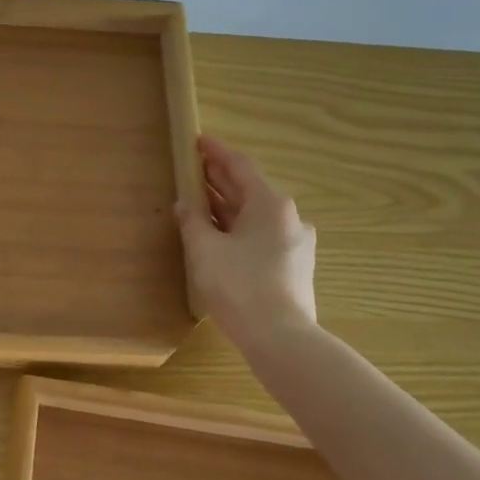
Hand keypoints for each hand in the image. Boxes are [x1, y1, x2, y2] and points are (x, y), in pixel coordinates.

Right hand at [175, 135, 317, 350]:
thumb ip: (192, 222)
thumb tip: (185, 205)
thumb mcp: (205, 250)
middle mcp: (288, 217)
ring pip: (255, 215)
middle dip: (221, 179)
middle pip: (250, 189)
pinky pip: (261, 235)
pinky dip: (238, 227)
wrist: (281, 338)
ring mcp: (294, 243)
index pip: (239, 166)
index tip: (198, 141)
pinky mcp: (293, 266)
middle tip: (194, 169)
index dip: (216, 152)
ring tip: (200, 200)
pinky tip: (219, 235)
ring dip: (228, 206)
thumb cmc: (240, 285)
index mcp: (270, 204)